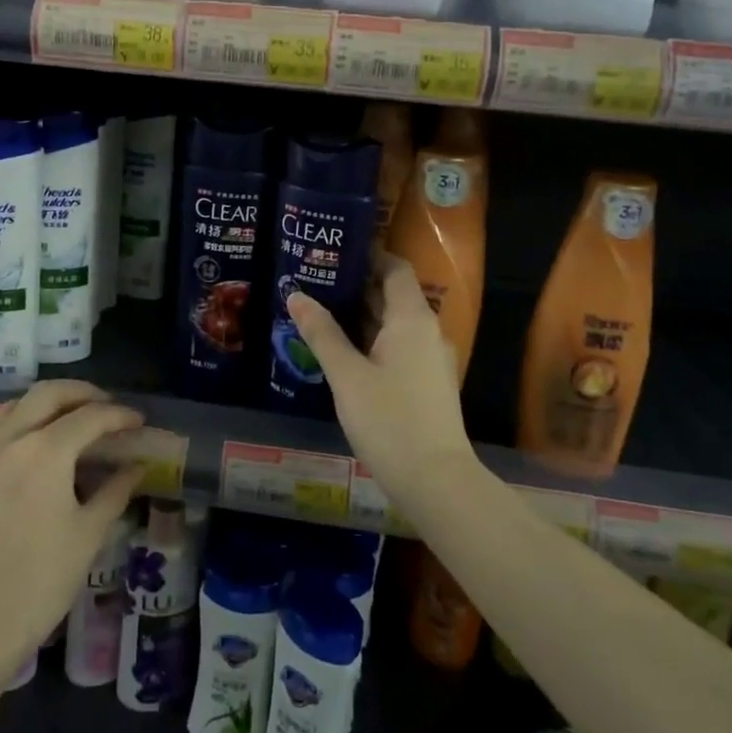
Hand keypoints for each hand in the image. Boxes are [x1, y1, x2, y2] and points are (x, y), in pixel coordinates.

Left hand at [0, 381, 143, 713]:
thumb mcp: (90, 533)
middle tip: (110, 408)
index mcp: (46, 452)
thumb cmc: (43, 579)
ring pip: (21, 404)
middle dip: (83, 393)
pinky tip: (45, 442)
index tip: (140, 422)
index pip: (90, 417)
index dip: (120, 415)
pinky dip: (28, 418)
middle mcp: (14, 441)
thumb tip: (137, 466)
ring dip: (52, 401)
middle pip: (49, 394)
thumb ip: (115, 490)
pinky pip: (3, 427)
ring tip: (78, 417)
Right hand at [288, 254, 479, 509]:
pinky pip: (398, 346)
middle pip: (393, 294)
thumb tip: (296, 294)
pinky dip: (372, 339)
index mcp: (412, 319)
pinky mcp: (428, 382)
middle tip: (315, 280)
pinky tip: (343, 350)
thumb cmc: (389, 420)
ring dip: (362, 315)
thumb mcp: (347, 375)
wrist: (435, 481)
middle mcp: (427, 331)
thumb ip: (321, 333)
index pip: (395, 268)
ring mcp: (431, 358)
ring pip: (394, 323)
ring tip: (321, 311)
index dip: (368, 256)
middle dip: (356, 286)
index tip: (334, 251)